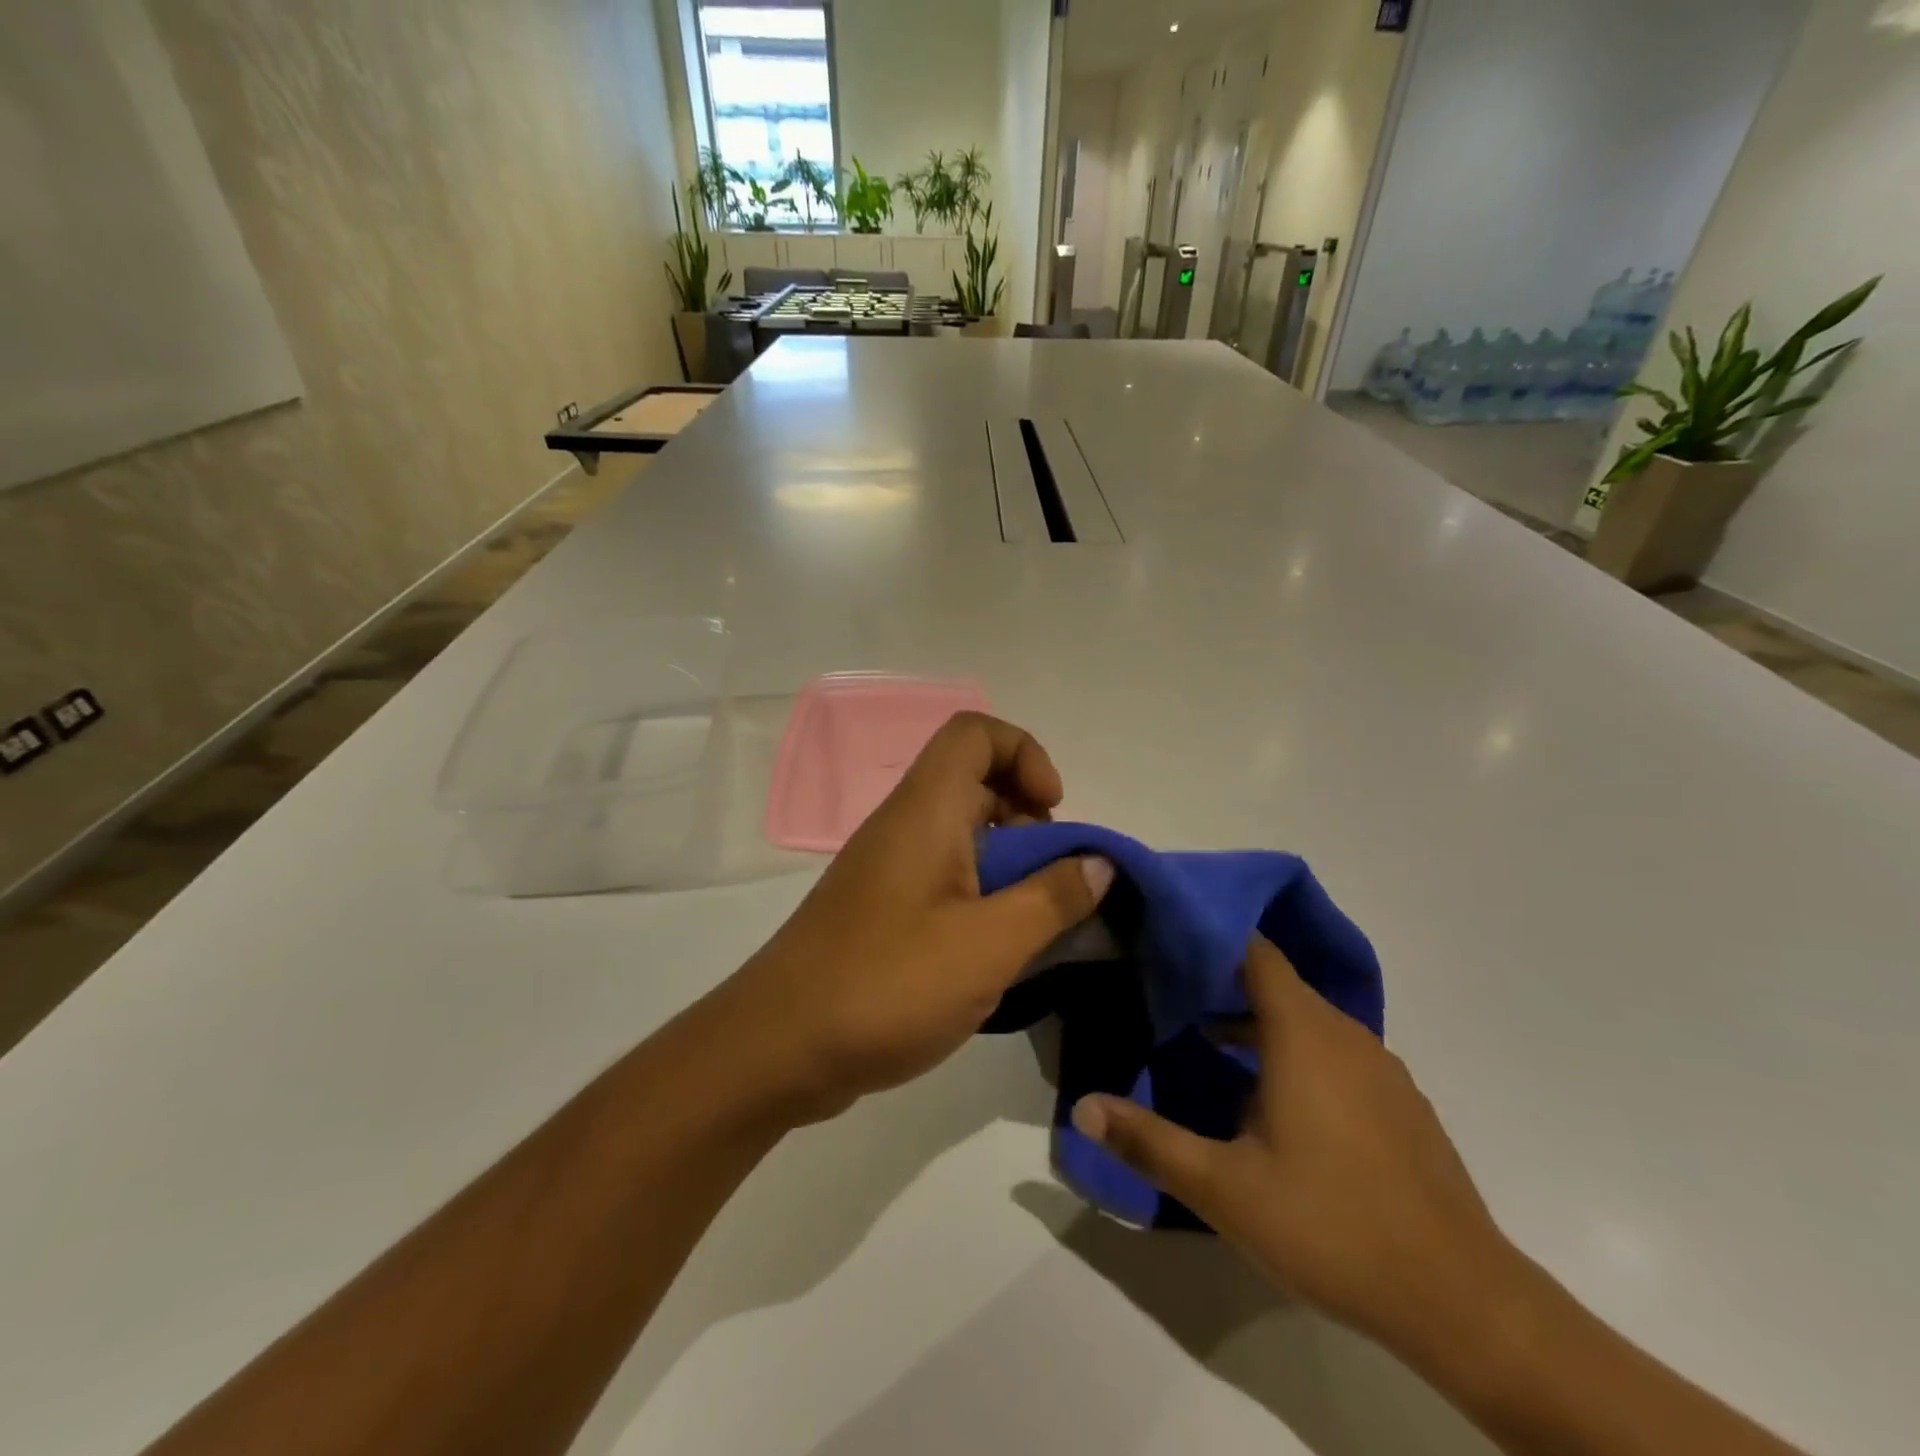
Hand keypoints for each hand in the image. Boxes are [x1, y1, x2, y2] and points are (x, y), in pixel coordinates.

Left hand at [720, 712, 1113, 1124]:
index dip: (1024, 753)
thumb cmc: (887, 984)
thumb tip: (1099, 863)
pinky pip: (944, 876)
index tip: (1051, 811)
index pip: (975, 733)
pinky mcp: (882, 909)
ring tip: (1034, 920)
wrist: (778, 1048)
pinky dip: (981, 894)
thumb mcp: (989, 945)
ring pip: (962, 833)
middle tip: (1053, 876)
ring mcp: (889, 868)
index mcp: (926, 811)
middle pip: (974, 781)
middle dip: (1028, 815)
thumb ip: (1052, 899)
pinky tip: (996, 951)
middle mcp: (904, 825)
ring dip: (1009, 862)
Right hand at [1070, 937, 1526, 1372]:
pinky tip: (1270, 1100)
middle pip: (1277, 984)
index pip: (1256, 953)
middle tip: (1168, 991)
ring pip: (1308, 1022)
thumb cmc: (1333, 1226)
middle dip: (1223, 982)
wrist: (1464, 1302)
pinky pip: (1336, 1054)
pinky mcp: (1400, 1104)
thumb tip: (1082, 1107)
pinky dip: (1296, 1053)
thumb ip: (1150, 1142)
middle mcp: (1346, 1036)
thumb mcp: (1225, 1189)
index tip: (1167, 936)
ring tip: (1205, 1039)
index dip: (1213, 936)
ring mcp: (1381, 1070)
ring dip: (1258, 1022)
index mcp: (1304, 1034)